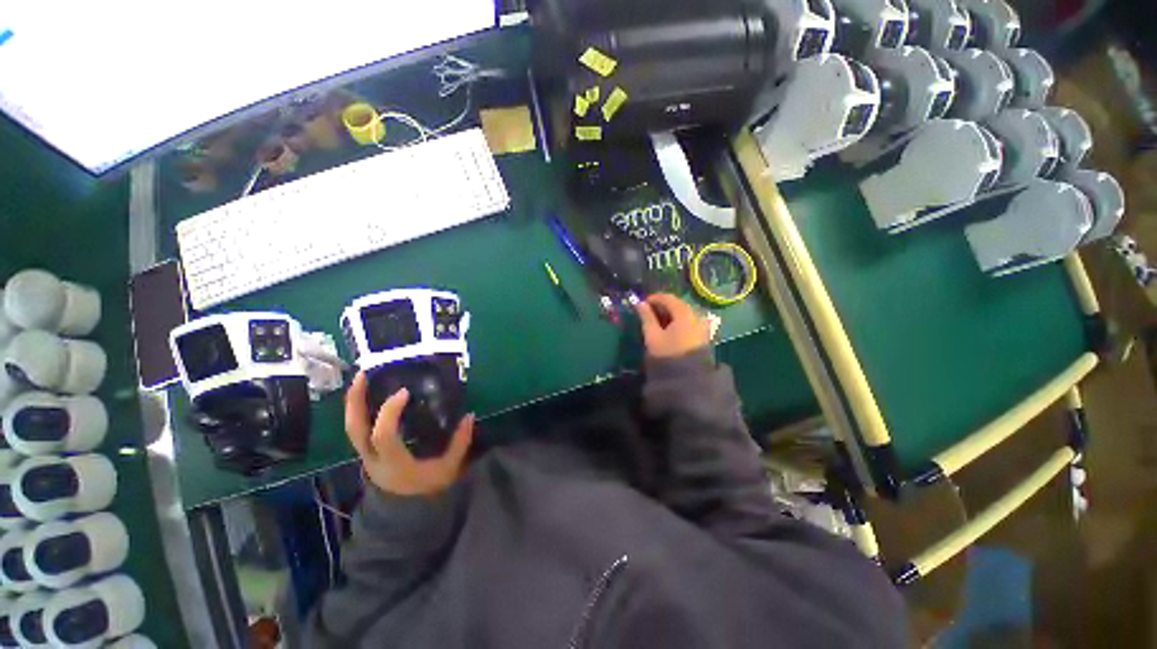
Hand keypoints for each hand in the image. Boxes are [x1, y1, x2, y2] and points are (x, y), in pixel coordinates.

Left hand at [344, 372, 474, 495]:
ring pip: (351, 428)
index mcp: (393, 462)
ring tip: (361, 378)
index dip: (390, 412)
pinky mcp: (367, 452)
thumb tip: (470, 415)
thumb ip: (460, 442)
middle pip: (355, 429)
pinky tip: (367, 395)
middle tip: (363, 375)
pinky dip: (359, 410)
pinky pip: (358, 429)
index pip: (383, 435)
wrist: (407, 512)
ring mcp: (366, 456)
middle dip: (356, 401)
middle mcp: (374, 458)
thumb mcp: (449, 468)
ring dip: (353, 402)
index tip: (405, 392)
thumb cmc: (428, 488)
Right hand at [636, 293, 710, 357]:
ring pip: (683, 313)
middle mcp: (696, 315)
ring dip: (670, 314)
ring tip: (656, 321)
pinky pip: (689, 321)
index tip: (642, 303)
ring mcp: (702, 325)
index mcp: (684, 313)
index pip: (668, 298)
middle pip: (677, 304)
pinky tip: (667, 328)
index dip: (654, 298)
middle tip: (647, 312)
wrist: (687, 378)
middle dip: (662, 306)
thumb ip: (646, 317)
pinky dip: (677, 321)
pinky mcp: (703, 335)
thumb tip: (640, 304)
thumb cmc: (667, 354)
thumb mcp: (652, 335)